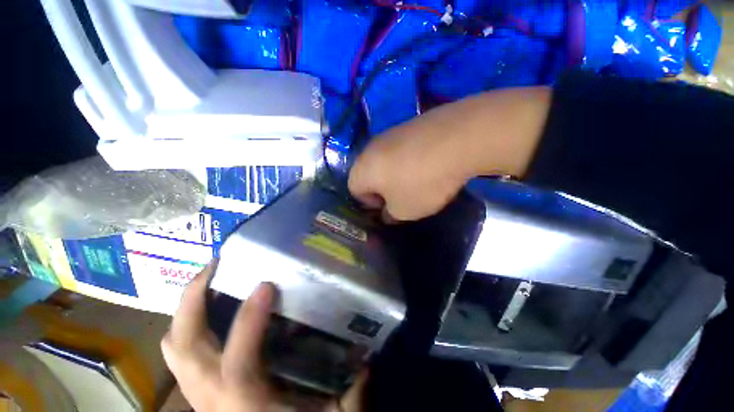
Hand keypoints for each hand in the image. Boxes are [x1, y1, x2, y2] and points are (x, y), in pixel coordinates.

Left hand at [161, 262, 365, 411]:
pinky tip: (211, 310)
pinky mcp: (199, 391)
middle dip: (193, 300)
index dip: (249, 321)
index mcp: (245, 404)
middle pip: (183, 346)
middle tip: (216, 265)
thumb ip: (352, 393)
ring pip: (175, 348)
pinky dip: (191, 327)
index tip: (266, 285)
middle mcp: (211, 397)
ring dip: (187, 311)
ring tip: (210, 280)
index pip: (238, 362)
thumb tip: (369, 357)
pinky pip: (183, 353)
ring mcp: (198, 394)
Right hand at [349, 87, 550, 220]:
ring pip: (386, 160)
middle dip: (382, 189)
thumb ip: (389, 215)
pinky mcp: (410, 124)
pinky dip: (409, 159)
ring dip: (395, 173)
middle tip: (401, 197)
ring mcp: (390, 133)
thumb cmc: (421, 183)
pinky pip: (402, 148)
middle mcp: (370, 148)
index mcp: (362, 170)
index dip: (369, 204)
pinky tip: (428, 164)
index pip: (354, 190)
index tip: (387, 209)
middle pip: (368, 173)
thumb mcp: (403, 211)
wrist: (457, 140)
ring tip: (417, 180)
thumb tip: (388, 213)